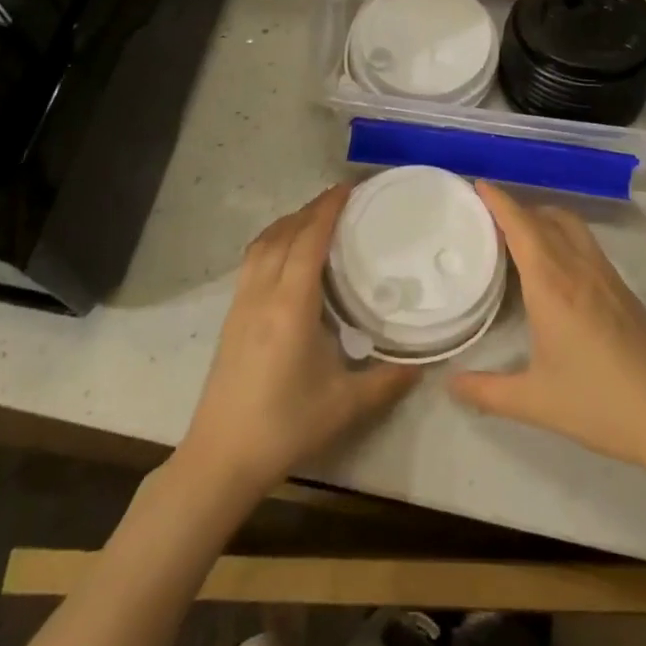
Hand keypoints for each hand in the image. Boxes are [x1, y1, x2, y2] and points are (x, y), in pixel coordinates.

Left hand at [175, 186, 417, 507]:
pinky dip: (272, 242)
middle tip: (341, 199)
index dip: (328, 209)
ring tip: (314, 218)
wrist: (221, 457)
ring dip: (288, 222)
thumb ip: (388, 380)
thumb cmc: (286, 426)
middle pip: (284, 234)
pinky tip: (286, 254)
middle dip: (311, 209)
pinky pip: (252, 261)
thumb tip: (424, 363)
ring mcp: (241, 303)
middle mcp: (262, 293)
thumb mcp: (346, 405)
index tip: (349, 188)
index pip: (309, 240)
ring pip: (262, 244)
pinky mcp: (231, 317)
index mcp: (291, 305)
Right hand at [450, 182, 645, 476]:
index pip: (521, 226)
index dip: (499, 201)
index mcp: (552, 284)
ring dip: (544, 218)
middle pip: (547, 217)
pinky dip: (564, 237)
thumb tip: (450, 385)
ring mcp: (606, 276)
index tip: (477, 184)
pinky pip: (587, 244)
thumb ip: (486, 392)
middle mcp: (579, 268)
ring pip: (572, 226)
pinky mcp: (624, 290)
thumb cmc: (598, 404)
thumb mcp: (534, 402)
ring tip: (520, 237)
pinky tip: (555, 270)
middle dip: (518, 208)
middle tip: (488, 218)